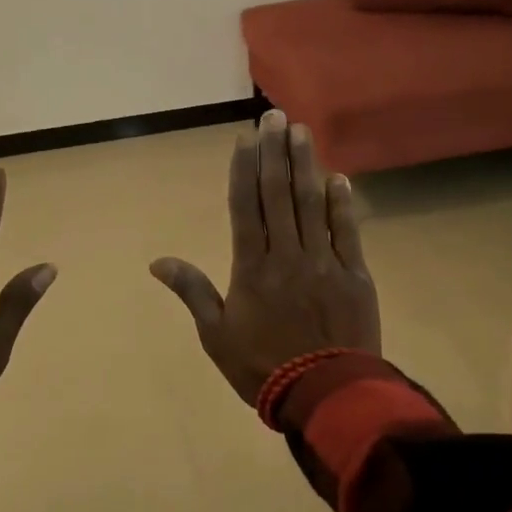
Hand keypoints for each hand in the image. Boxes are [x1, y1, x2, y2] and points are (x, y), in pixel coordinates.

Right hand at [150, 110, 380, 405]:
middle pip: (278, 194)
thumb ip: (191, 291)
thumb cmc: (261, 367)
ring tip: (302, 132)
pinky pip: (347, 232)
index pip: (245, 206)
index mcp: (251, 267)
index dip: (244, 168)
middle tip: (276, 116)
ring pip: (311, 204)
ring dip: (306, 165)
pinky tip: (338, 178)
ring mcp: (323, 262)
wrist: (325, 395)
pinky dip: (342, 204)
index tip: (246, 137)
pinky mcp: (354, 275)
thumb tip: (156, 262)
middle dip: (275, 152)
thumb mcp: (215, 334)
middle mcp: (286, 254)